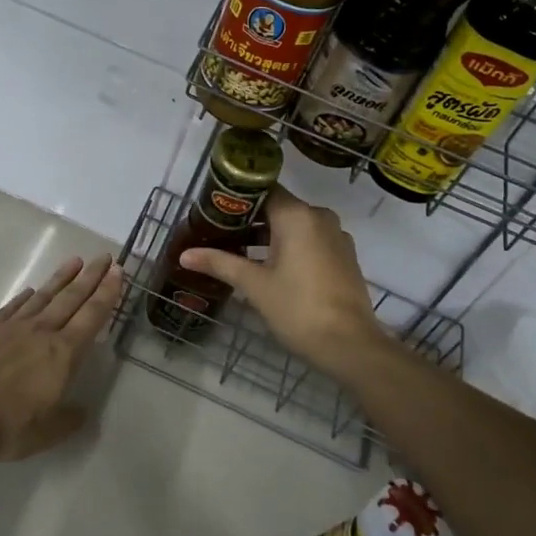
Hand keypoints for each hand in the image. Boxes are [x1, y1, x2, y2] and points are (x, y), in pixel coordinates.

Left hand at [0, 254, 123, 460]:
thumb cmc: (10, 426)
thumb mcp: (49, 432)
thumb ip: (69, 419)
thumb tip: (81, 411)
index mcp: (63, 354)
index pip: (92, 316)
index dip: (106, 293)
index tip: (116, 272)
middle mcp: (42, 332)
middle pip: (71, 298)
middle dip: (90, 276)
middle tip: (104, 257)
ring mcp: (12, 327)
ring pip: (43, 296)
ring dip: (61, 278)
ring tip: (74, 261)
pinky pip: (12, 307)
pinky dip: (25, 296)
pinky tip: (31, 289)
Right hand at [179, 190, 385, 377]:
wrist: (350, 345)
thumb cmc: (298, 309)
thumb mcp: (254, 285)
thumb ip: (220, 264)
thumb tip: (184, 255)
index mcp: (298, 215)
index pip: (262, 190)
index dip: (236, 198)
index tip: (212, 209)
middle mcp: (319, 217)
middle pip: (278, 207)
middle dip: (248, 219)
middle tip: (217, 232)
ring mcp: (336, 236)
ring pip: (295, 225)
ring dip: (268, 235)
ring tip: (237, 251)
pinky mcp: (344, 256)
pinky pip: (310, 240)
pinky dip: (289, 246)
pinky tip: (268, 266)